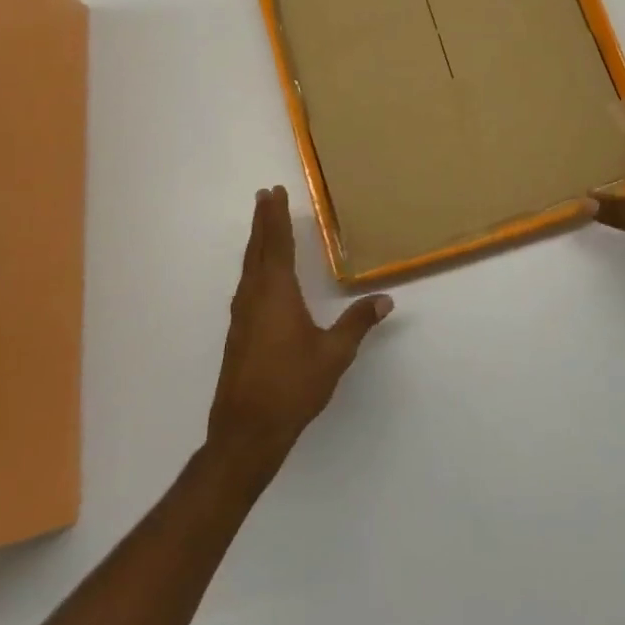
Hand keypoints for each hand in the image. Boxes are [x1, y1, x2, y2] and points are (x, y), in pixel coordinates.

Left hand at [207, 186, 393, 478]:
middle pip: (257, 250)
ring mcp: (242, 316)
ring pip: (249, 268)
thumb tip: (386, 299)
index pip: (276, 245)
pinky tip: (259, 277)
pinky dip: (254, 267)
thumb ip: (358, 323)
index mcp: (276, 294)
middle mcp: (254, 297)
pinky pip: (247, 285)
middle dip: (263, 222)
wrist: (247, 431)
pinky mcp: (238, 333)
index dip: (276, 218)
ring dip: (257, 243)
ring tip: (264, 227)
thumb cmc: (292, 387)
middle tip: (265, 196)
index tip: (274, 193)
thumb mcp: (334, 354)